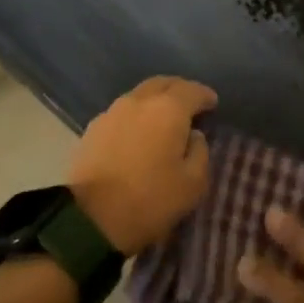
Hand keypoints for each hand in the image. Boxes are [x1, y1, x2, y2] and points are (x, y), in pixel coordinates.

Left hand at [69, 77, 216, 254]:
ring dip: (155, 102)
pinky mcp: (92, 129)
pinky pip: (121, 113)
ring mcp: (111, 113)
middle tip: (189, 105)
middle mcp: (138, 102)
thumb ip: (200, 152)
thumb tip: (193, 136)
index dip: (205, 96)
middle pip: (162, 84)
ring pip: (139, 96)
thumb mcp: (192, 183)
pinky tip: (139, 133)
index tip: (213, 104)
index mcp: (168, 110)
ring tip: (164, 120)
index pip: (192, 91)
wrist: (91, 218)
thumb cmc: (150, 200)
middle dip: (179, 91)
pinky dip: (136, 116)